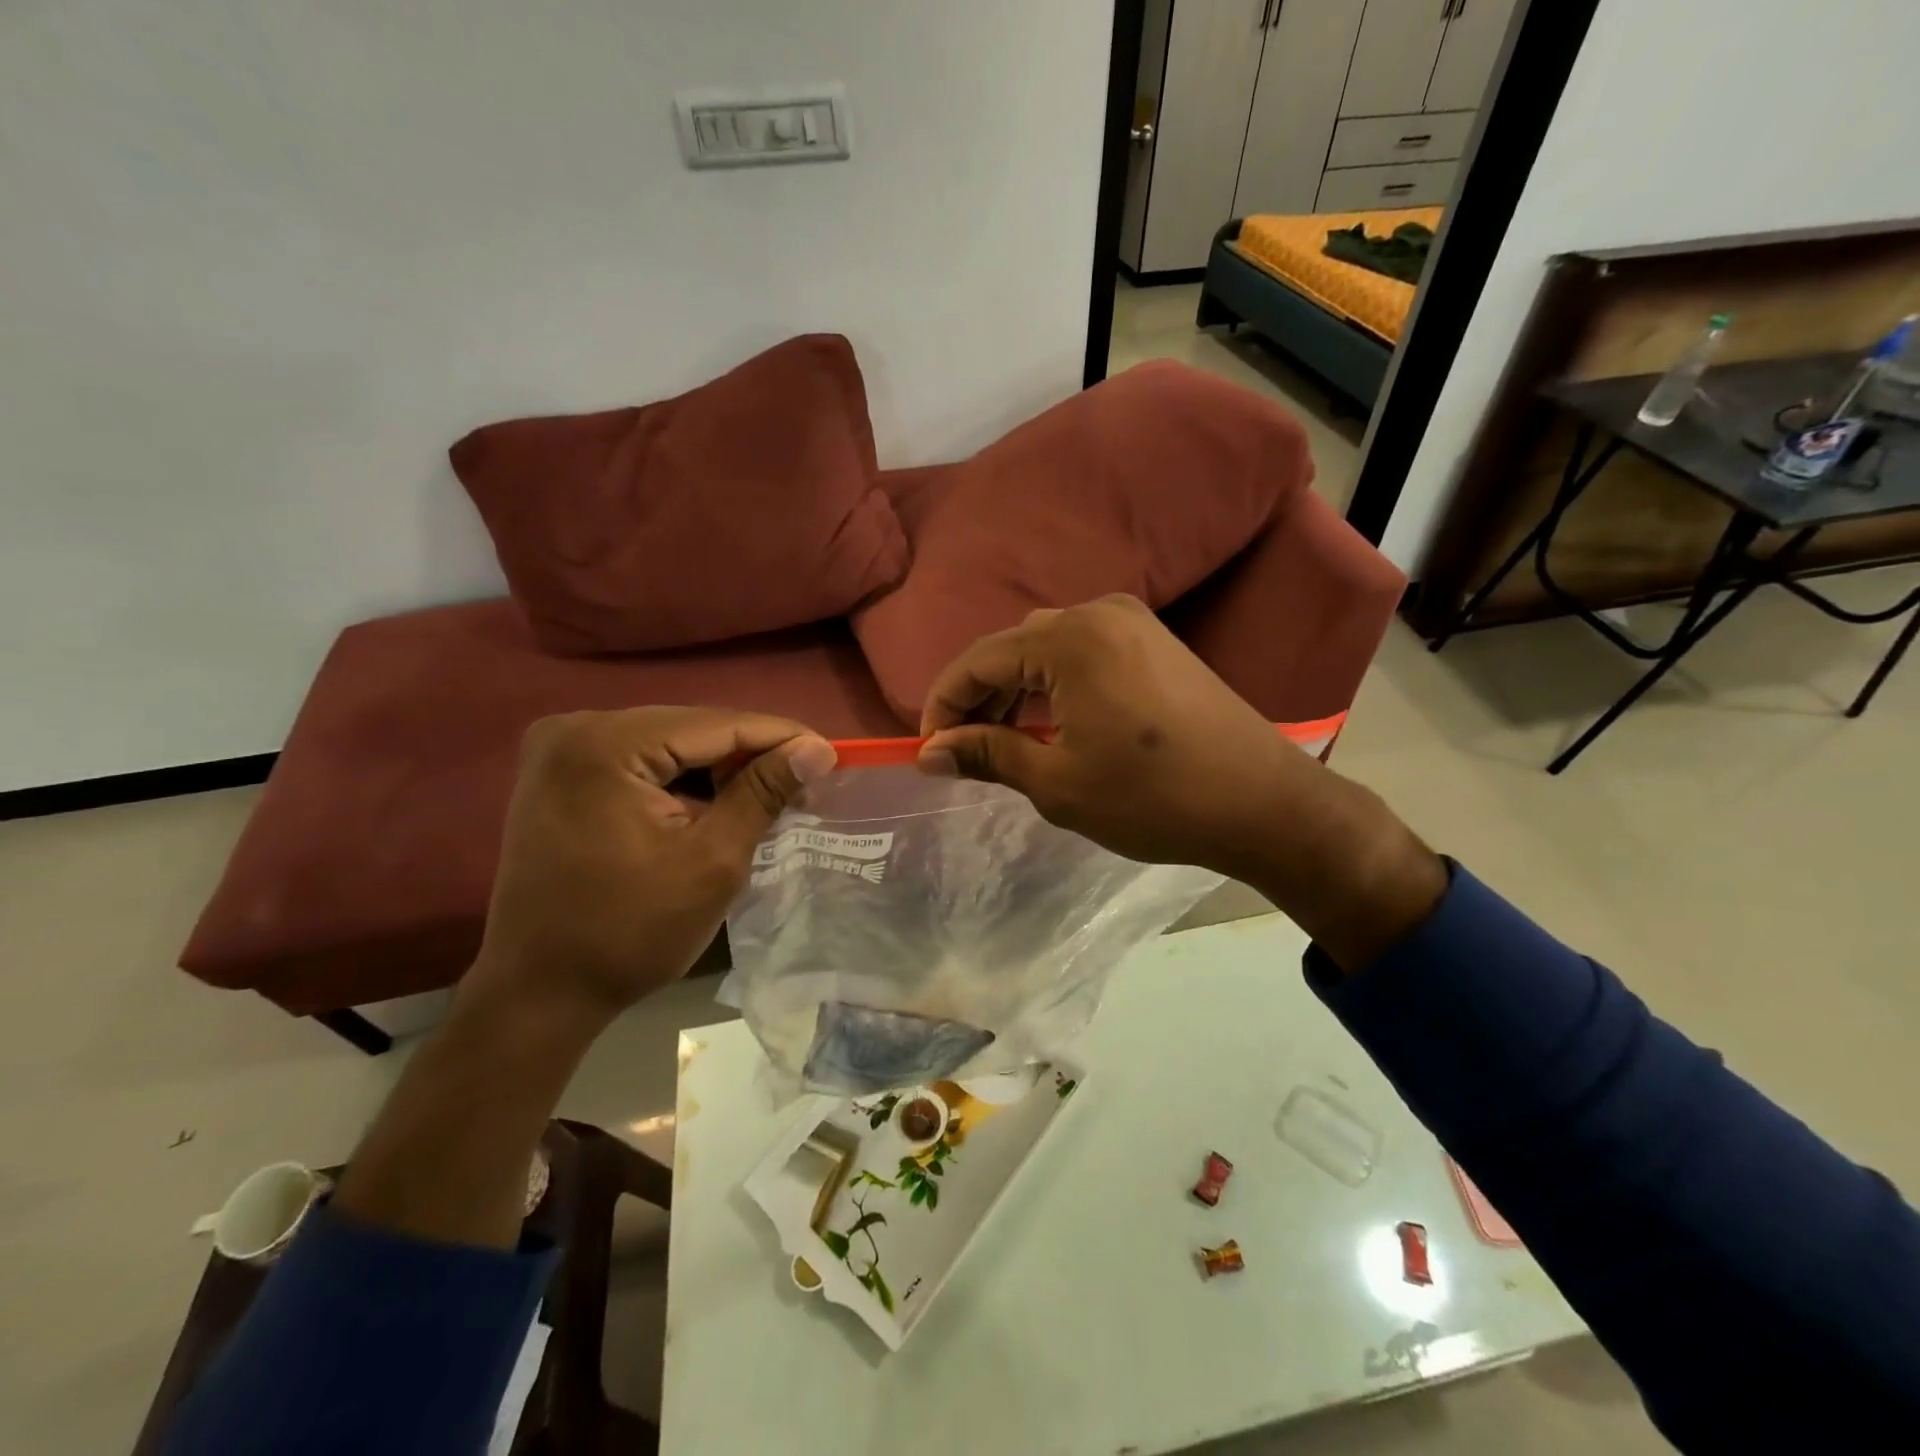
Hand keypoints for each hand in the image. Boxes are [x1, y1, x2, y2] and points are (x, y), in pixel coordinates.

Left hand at [463, 707, 836, 1032]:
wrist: (538, 994)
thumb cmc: (629, 933)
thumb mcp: (712, 860)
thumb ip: (764, 793)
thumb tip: (817, 748)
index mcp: (606, 744)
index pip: (716, 724)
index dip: (780, 737)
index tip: (832, 754)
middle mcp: (576, 728)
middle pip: (690, 728)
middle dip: (750, 754)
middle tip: (805, 780)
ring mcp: (559, 749)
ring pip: (668, 743)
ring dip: (719, 768)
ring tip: (771, 794)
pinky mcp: (559, 774)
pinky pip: (640, 762)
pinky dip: (683, 780)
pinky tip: (717, 802)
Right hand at [918, 595, 1307, 884]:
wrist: (1265, 804)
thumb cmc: (1154, 798)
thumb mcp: (1058, 783)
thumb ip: (988, 755)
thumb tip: (929, 752)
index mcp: (1070, 638)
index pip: (979, 660)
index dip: (944, 704)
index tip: (927, 748)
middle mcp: (1099, 612)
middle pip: (1013, 648)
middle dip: (979, 697)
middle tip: (961, 748)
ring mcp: (1133, 623)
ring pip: (1047, 649)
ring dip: (1016, 690)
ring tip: (1000, 740)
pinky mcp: (1156, 642)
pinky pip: (1083, 653)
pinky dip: (1053, 685)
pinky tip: (1048, 723)